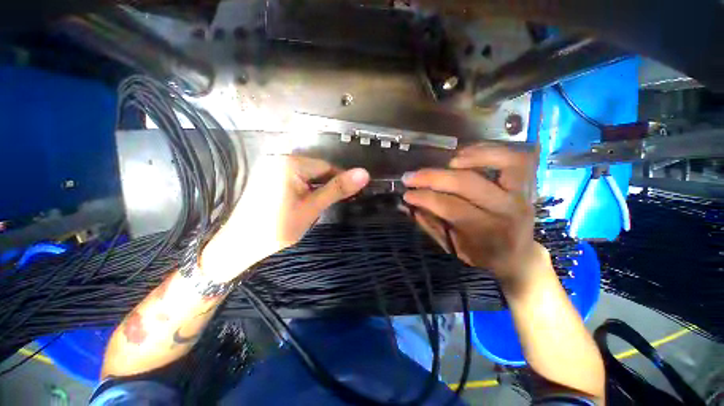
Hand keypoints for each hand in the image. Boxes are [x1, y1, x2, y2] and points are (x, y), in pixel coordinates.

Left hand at [202, 155, 369, 281]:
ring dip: (317, 189)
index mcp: (291, 164)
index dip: (341, 181)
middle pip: (317, 170)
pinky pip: (295, 179)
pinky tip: (304, 203)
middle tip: (332, 204)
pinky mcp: (269, 177)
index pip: (328, 167)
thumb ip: (338, 189)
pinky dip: (305, 189)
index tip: (350, 195)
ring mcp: (273, 168)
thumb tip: (364, 174)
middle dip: (328, 186)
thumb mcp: (312, 208)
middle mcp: (281, 160)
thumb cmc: (278, 227)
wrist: (240, 245)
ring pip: (307, 175)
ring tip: (318, 206)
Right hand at [401, 143, 541, 283]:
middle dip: (433, 177)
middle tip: (411, 176)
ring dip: (470, 157)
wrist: (518, 256)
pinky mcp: (527, 184)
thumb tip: (410, 205)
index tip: (406, 194)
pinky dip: (490, 150)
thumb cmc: (482, 254)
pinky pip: (516, 158)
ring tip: (447, 162)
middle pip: (467, 183)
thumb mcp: (454, 247)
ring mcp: (521, 194)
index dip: (424, 197)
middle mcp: (506, 210)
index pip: (450, 207)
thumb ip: (432, 224)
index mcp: (486, 232)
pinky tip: (467, 154)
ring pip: (502, 163)